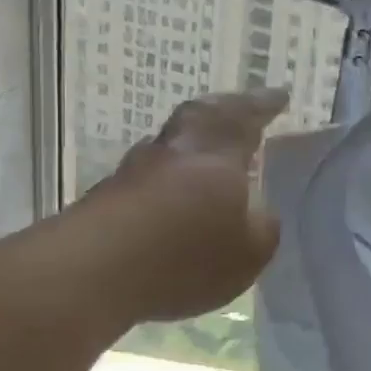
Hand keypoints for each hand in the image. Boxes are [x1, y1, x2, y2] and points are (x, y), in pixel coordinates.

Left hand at [83, 87, 287, 322]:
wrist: (90, 275)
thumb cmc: (185, 255)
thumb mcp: (250, 251)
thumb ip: (262, 225)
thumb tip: (257, 210)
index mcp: (217, 153)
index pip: (245, 117)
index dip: (264, 106)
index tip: (280, 95)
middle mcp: (175, 151)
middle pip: (200, 115)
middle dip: (224, 109)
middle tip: (239, 108)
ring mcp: (133, 172)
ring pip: (170, 144)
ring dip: (190, 144)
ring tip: (207, 155)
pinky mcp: (105, 200)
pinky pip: (148, 178)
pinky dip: (166, 180)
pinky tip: (172, 198)